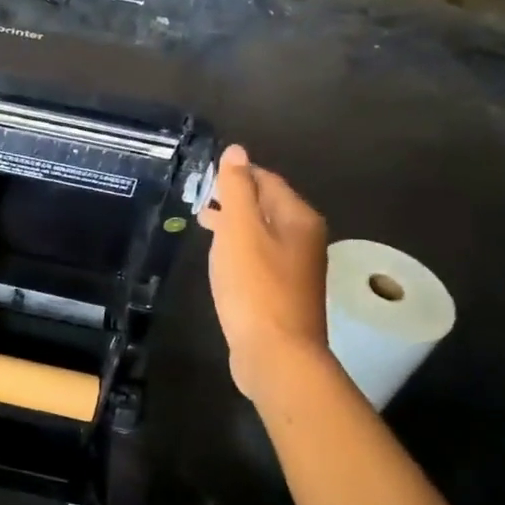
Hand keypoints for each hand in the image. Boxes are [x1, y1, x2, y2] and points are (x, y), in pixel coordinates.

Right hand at [198, 144, 329, 400]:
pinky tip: (221, 259)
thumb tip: (236, 150)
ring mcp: (297, 268)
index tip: (205, 175)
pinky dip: (239, 249)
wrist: (277, 354)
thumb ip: (237, 188)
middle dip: (234, 198)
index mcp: (298, 218)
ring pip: (262, 233)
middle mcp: (305, 239)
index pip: (267, 180)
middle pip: (267, 205)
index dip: (237, 173)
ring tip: (203, 223)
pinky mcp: (283, 293)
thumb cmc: (255, 287)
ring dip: (235, 224)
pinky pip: (260, 258)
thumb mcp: (240, 231)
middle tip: (199, 198)